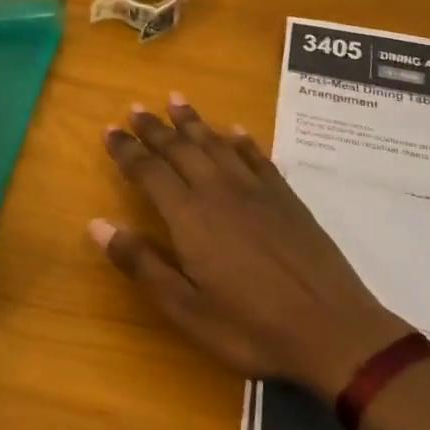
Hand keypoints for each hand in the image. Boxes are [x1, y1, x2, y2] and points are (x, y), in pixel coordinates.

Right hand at [93, 95, 411, 399]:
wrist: (332, 330)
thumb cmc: (251, 326)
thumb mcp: (186, 309)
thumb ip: (142, 264)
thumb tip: (97, 223)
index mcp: (189, 215)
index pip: (149, 171)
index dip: (127, 149)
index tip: (109, 129)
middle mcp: (218, 190)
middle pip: (180, 148)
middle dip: (154, 128)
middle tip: (135, 108)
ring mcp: (255, 189)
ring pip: (216, 142)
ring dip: (193, 121)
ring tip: (175, 99)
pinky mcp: (285, 196)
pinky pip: (256, 156)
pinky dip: (241, 140)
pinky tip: (235, 130)